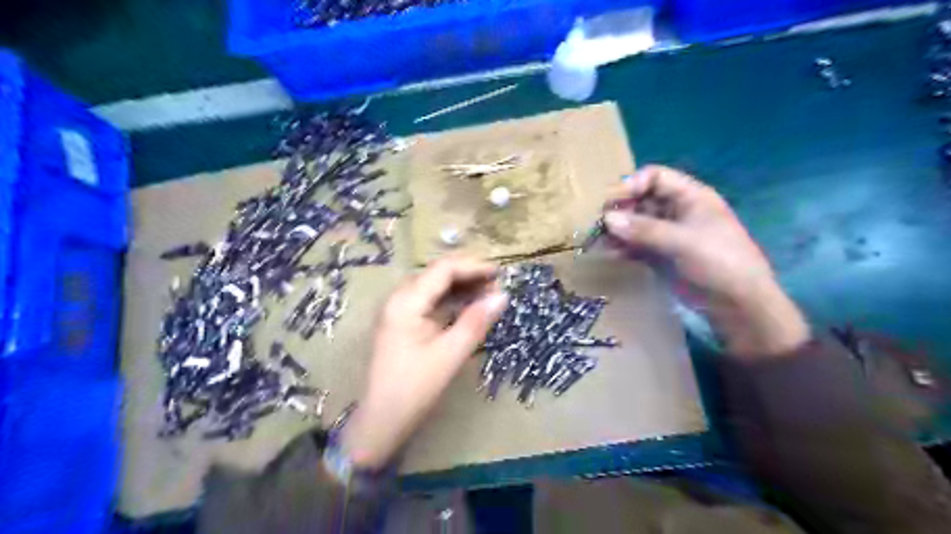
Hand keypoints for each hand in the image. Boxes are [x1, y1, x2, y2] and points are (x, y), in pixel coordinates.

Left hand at [340, 257, 508, 468]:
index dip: (473, 267)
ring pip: (434, 287)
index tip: (500, 274)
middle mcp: (399, 298)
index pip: (443, 269)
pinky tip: (470, 307)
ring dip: (461, 287)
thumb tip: (503, 296)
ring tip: (489, 295)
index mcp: (406, 302)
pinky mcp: (403, 322)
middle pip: (437, 274)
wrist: (381, 419)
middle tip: (498, 286)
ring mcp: (399, 310)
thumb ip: (476, 322)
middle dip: (469, 275)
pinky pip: (430, 301)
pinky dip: (452, 301)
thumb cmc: (414, 388)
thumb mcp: (450, 354)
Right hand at [606, 166, 804, 359]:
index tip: (610, 202)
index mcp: (691, 196)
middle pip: (641, 200)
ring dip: (617, 230)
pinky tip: (609, 254)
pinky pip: (637, 244)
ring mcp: (668, 234)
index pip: (655, 177)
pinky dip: (623, 247)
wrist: (738, 306)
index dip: (631, 185)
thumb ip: (643, 229)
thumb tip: (607, 219)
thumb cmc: (718, 262)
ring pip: (636, 224)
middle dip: (619, 209)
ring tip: (597, 241)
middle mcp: (677, 211)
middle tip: (597, 223)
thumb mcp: (682, 241)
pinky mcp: (661, 255)